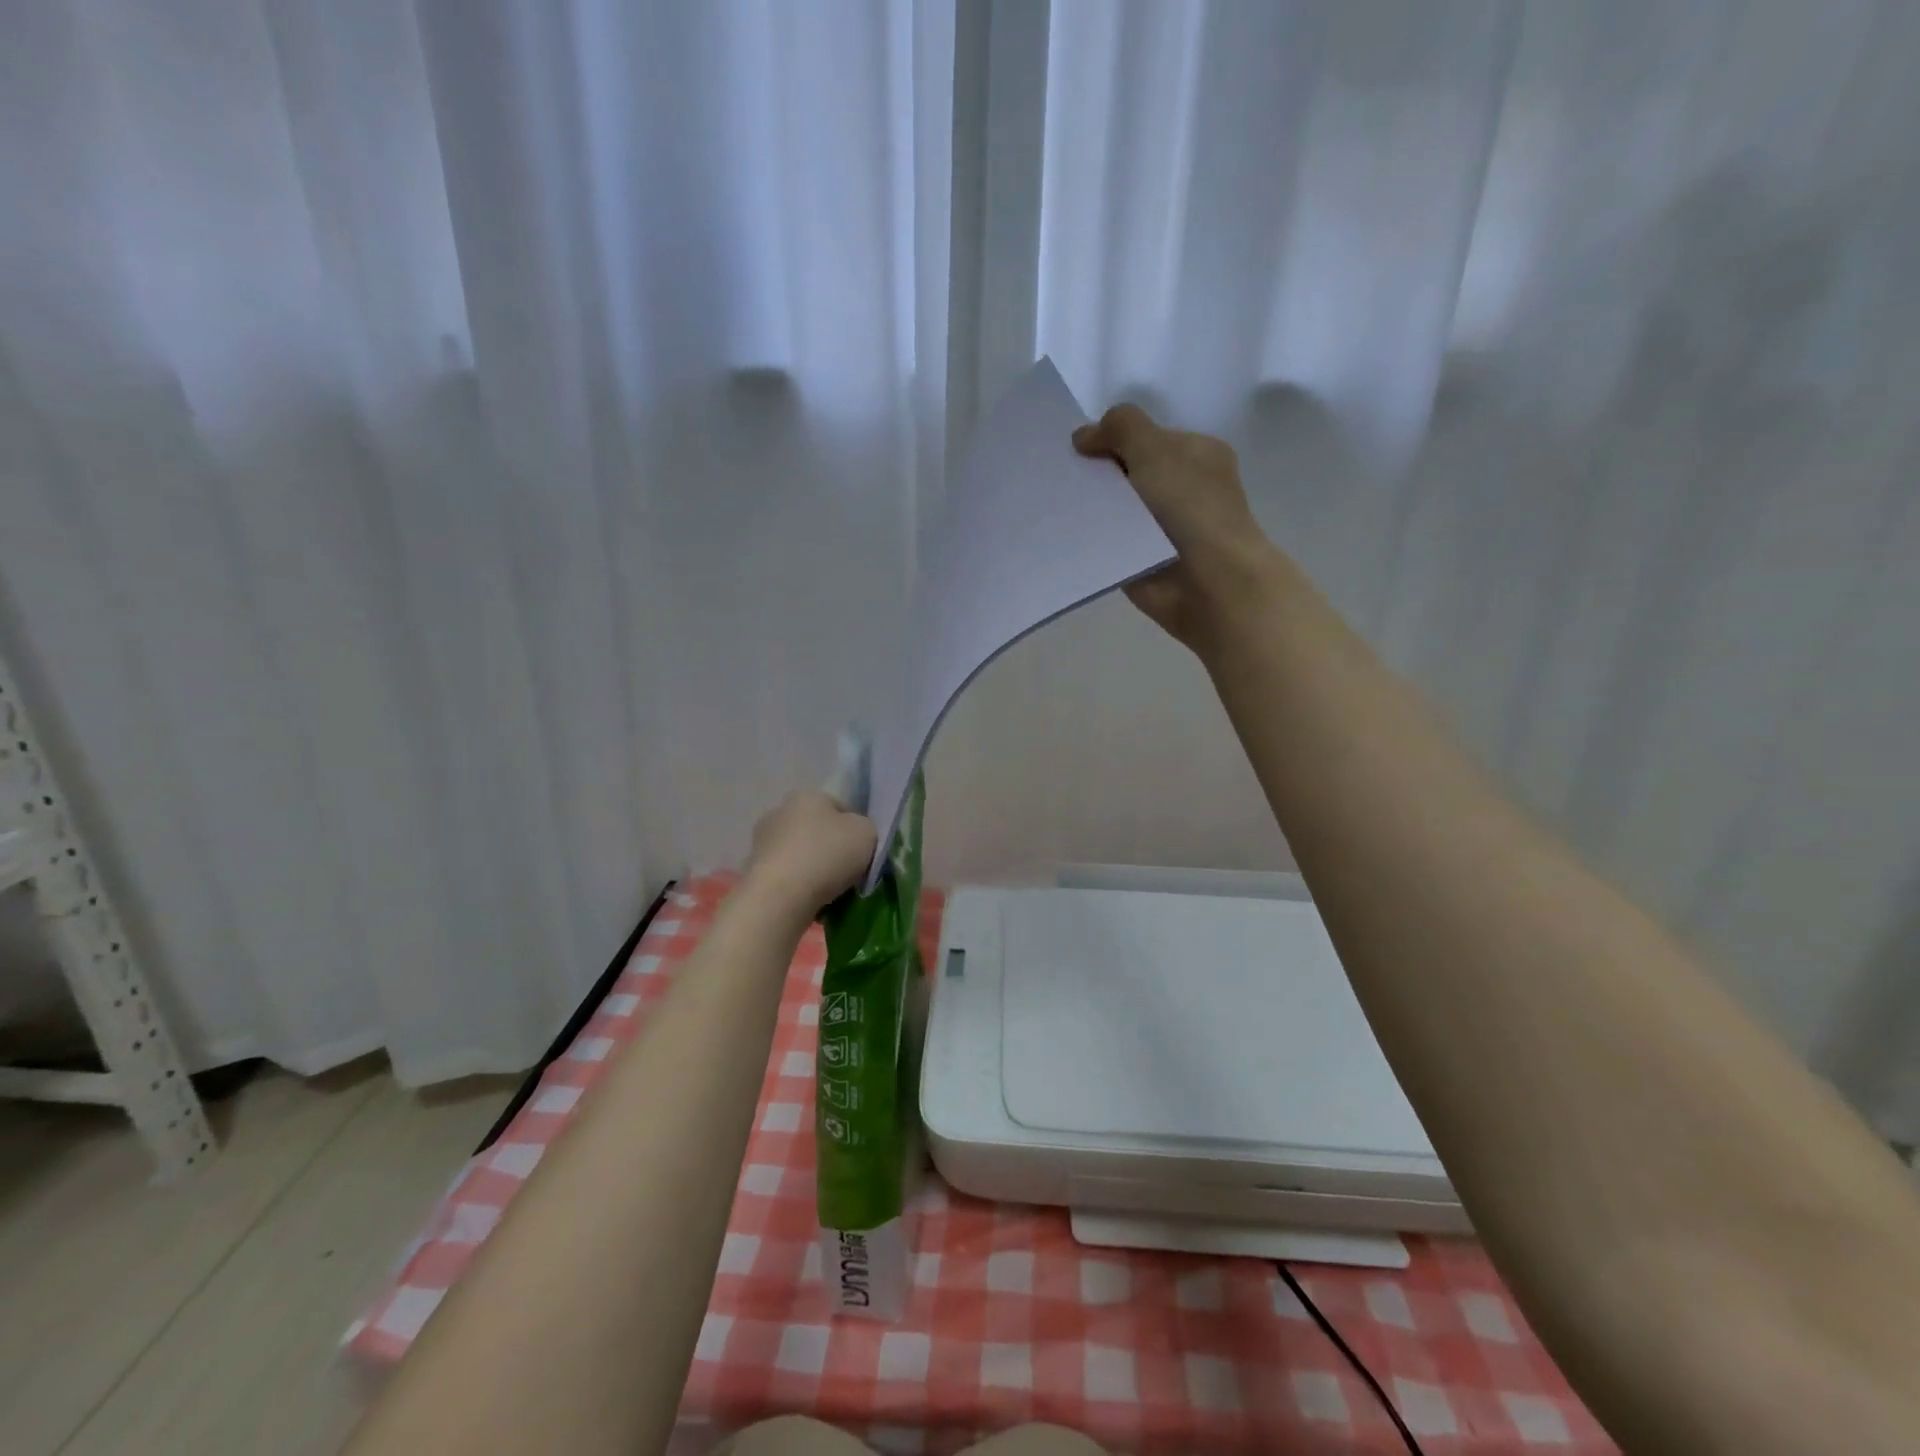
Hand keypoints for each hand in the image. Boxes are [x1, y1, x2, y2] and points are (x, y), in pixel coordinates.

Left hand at [743, 791, 877, 912]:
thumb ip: (866, 828)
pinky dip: (797, 885)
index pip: (839, 807)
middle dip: (831, 847)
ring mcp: (761, 841)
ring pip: (800, 853)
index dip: (855, 829)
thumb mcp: (867, 833)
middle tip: (848, 872)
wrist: (779, 898)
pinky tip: (809, 900)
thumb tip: (856, 835)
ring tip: (829, 892)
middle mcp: (780, 811)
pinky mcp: (752, 870)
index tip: (864, 852)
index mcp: (807, 795)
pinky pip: (786, 875)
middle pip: (817, 829)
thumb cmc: (827, 856)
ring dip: (813, 867)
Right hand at [1073, 405, 1276, 652]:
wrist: (1208, 582)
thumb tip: (1083, 436)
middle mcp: (1181, 489)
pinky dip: (1090, 539)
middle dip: (1096, 474)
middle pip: (1127, 473)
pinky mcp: (1141, 560)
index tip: (1078, 450)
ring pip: (1115, 509)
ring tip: (1054, 505)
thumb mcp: (1155, 449)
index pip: (1145, 438)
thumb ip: (1119, 428)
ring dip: (1090, 508)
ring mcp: (1161, 527)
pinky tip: (1063, 535)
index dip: (1111, 439)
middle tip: (1060, 477)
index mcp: (1195, 455)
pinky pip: (1108, 542)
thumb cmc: (1190, 507)